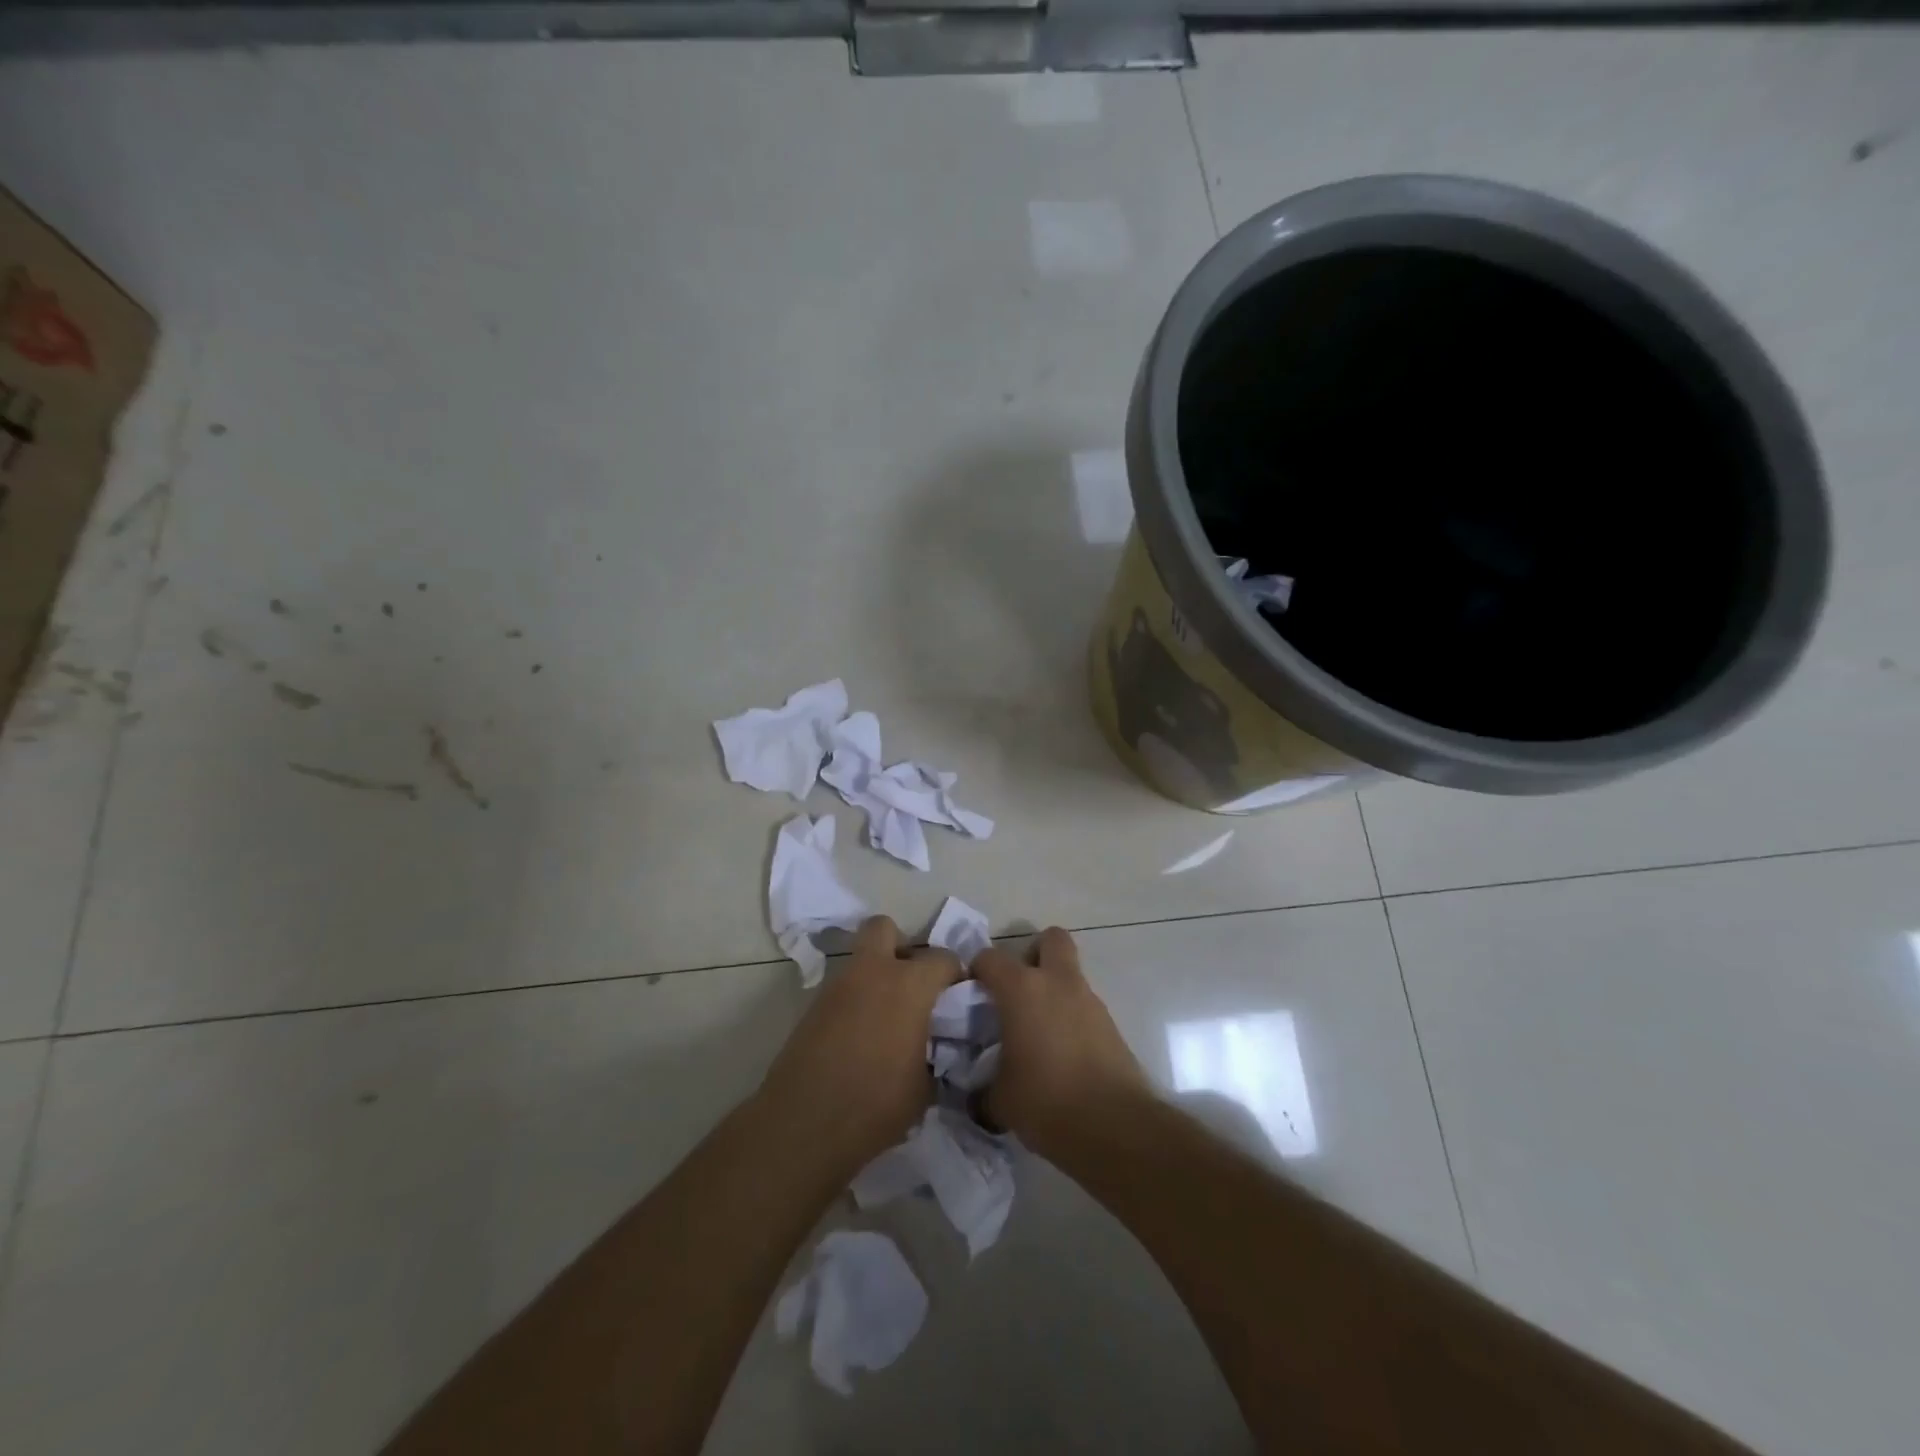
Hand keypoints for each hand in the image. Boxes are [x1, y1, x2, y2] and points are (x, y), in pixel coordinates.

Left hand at [756, 915, 961, 1176]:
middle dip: (901, 946)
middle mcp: (872, 972)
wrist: (803, 1124)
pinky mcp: (813, 1007)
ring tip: (888, 1019)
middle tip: (912, 984)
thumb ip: (936, 1056)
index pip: (943, 959)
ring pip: (860, 960)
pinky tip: (863, 1036)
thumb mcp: (925, 1088)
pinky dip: (856, 1001)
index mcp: (909, 985)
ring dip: (876, 976)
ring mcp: (837, 986)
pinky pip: (843, 990)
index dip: (955, 975)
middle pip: (884, 928)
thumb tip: (935, 1053)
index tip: (958, 997)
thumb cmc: (876, 1104)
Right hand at [972, 926, 1151, 1159]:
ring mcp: (1089, 1001)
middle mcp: (1058, 983)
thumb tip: (977, 1092)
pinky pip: (1084, 1007)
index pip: (990, 958)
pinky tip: (1061, 1054)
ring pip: (1070, 975)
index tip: (971, 995)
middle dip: (1033, 954)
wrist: (1114, 1127)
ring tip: (1038, 1032)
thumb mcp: (998, 1099)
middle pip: (1051, 938)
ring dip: (1054, 990)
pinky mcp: (1111, 1025)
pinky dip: (1071, 1018)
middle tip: (1018, 989)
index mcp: (1022, 989)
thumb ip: (982, 1085)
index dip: (977, 971)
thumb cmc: (1045, 1102)